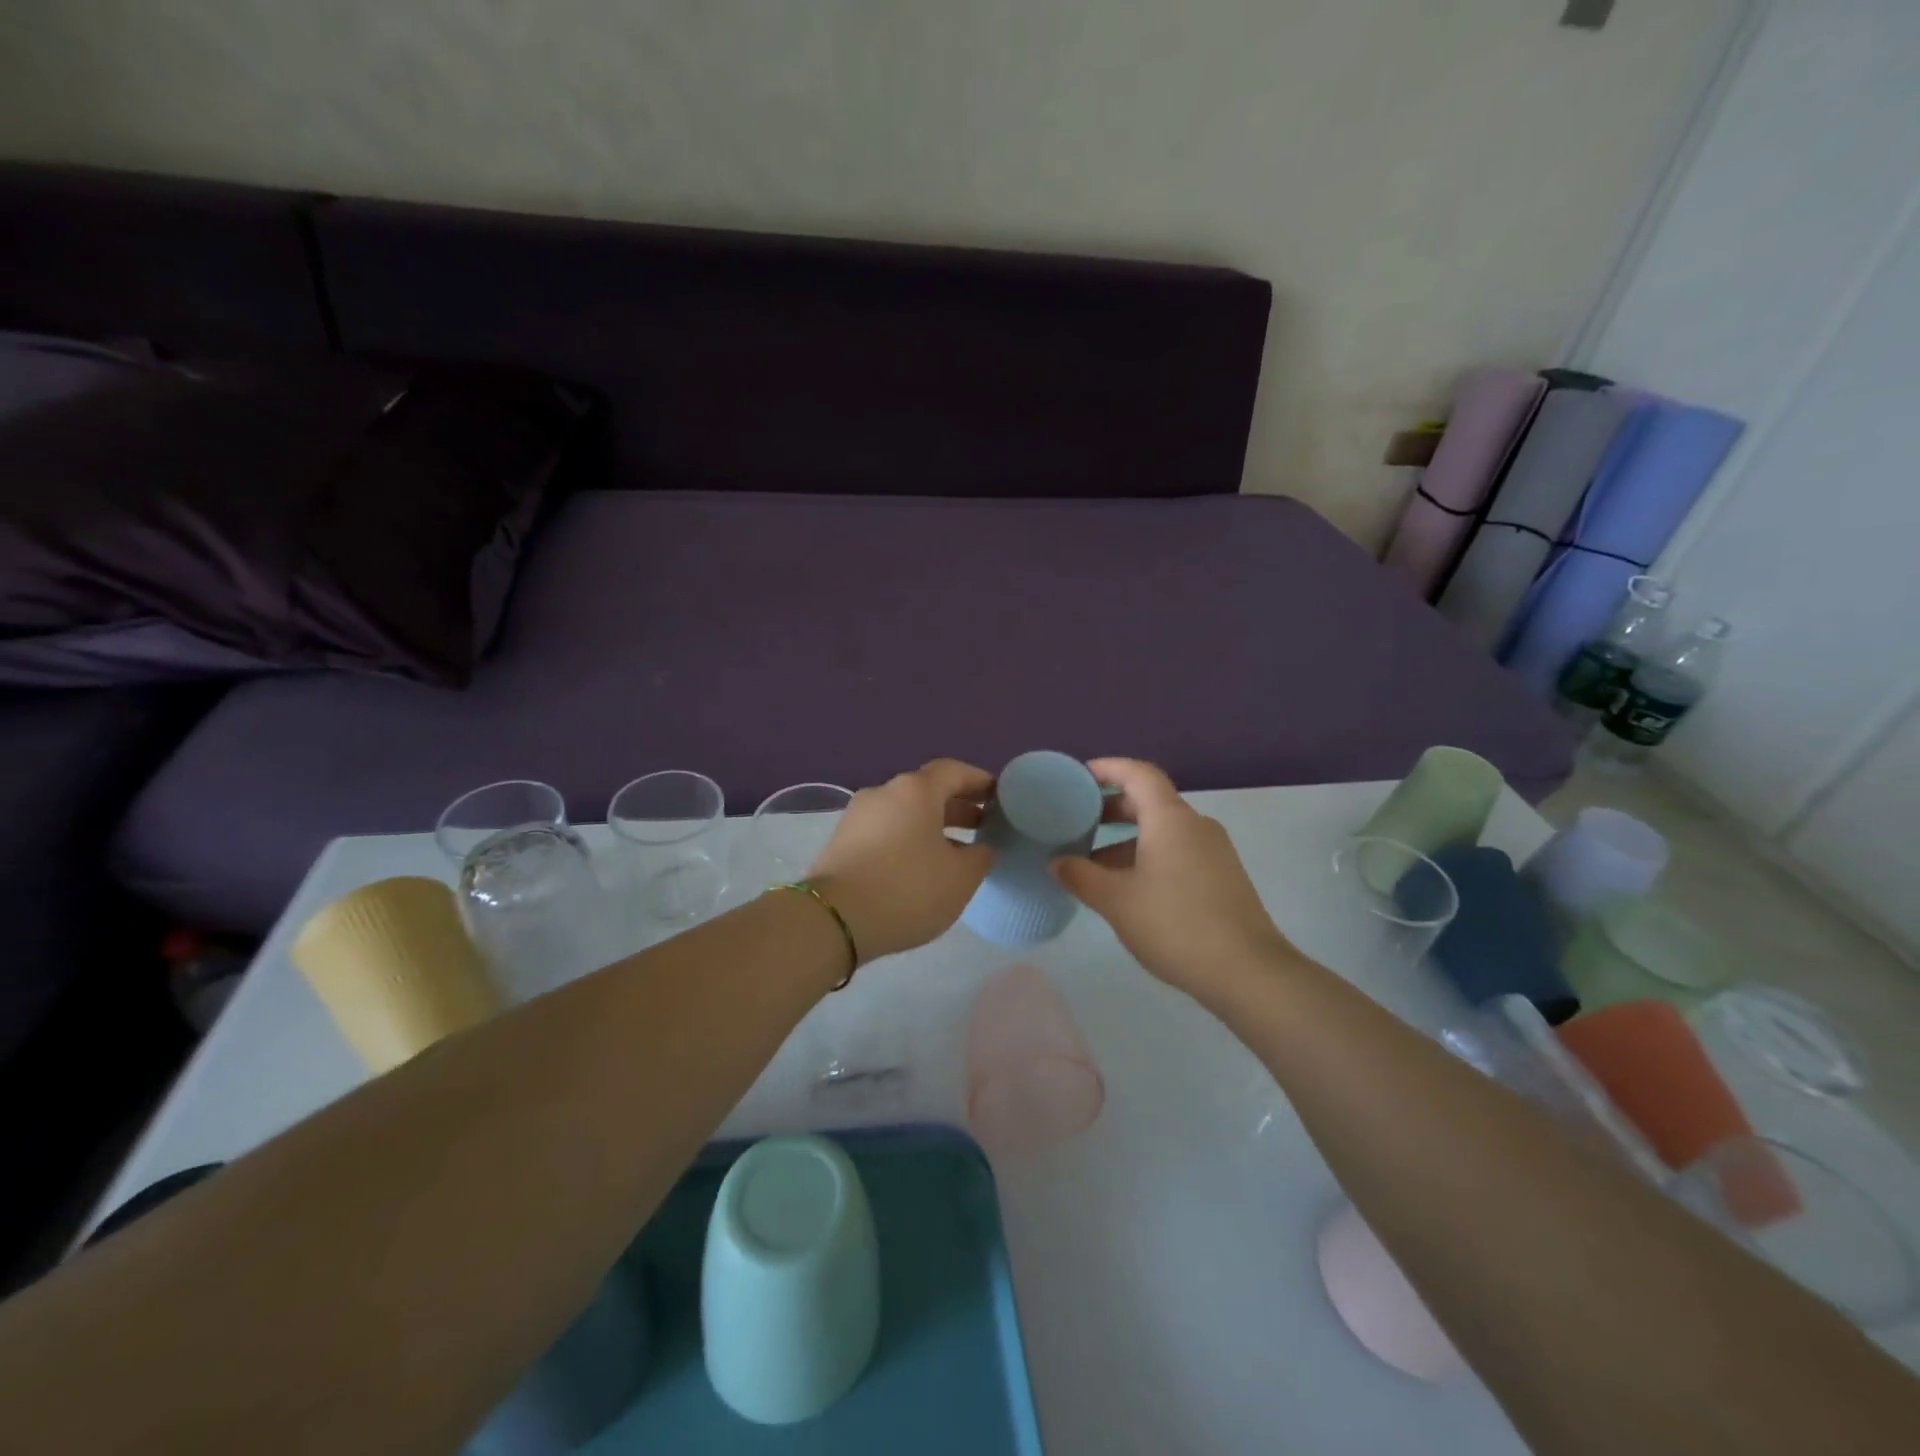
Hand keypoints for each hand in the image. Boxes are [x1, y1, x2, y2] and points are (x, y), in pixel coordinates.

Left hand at [809, 759, 994, 961]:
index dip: (979, 781)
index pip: (954, 771)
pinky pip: (886, 830)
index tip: (1000, 797)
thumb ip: (980, 856)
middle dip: (958, 805)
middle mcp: (884, 792)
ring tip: (956, 850)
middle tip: (984, 824)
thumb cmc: (907, 889)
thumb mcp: (960, 878)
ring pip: (905, 812)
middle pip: (927, 790)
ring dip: (933, 825)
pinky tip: (922, 866)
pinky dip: (909, 839)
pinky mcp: (842, 841)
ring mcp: (858, 816)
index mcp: (915, 790)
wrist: (834, 920)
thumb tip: (981, 848)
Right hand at [1050, 758, 1296, 997]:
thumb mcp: (1116, 901)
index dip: (1107, 768)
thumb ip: (1080, 876)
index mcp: (1170, 819)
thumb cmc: (1176, 925)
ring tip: (1093, 863)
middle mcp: (1195, 825)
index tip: (1079, 777)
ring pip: (1162, 830)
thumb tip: (1056, 862)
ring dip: (1126, 839)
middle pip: (1149, 800)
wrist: (1248, 972)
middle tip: (1077, 821)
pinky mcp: (1221, 876)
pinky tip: (1127, 887)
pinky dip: (1147, 856)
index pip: (1138, 773)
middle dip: (1111, 807)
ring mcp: (1213, 851)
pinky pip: (1177, 850)